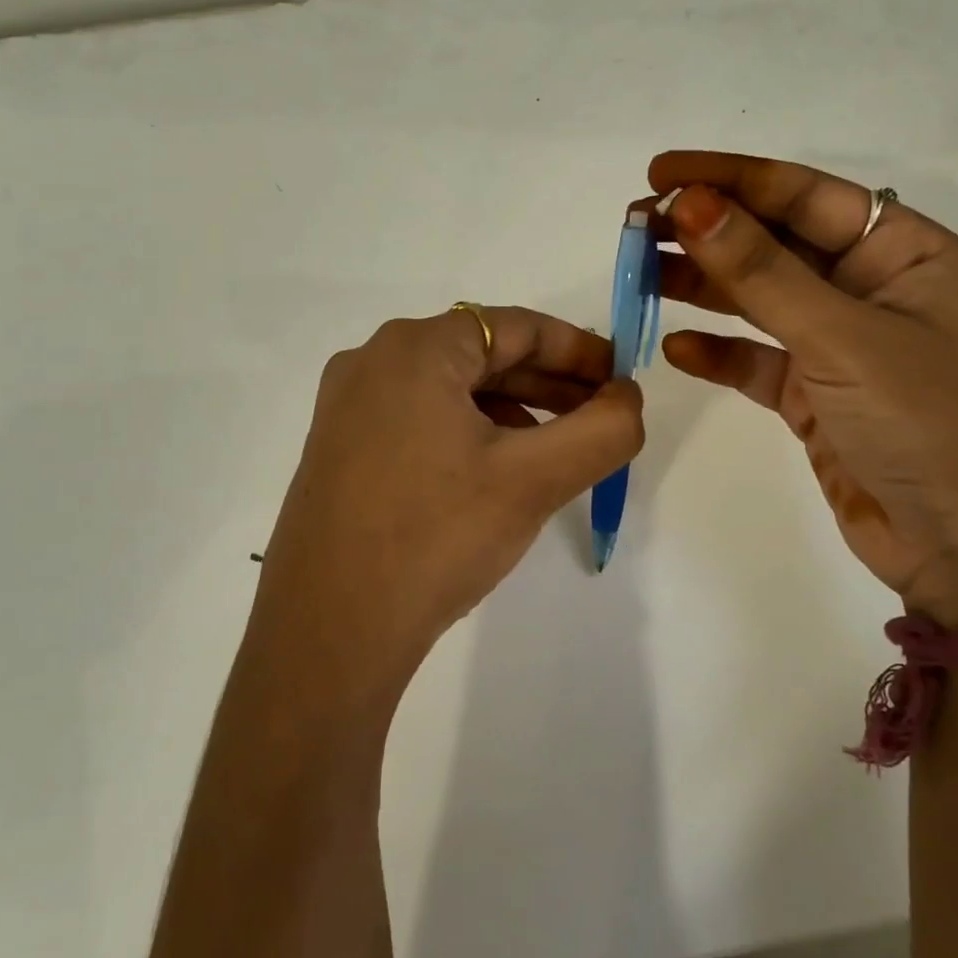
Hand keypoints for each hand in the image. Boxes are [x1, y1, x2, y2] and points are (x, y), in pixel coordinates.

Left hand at [248, 307, 644, 710]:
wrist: (329, 629)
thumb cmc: (436, 536)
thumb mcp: (533, 480)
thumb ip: (602, 429)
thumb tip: (627, 397)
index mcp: (414, 348)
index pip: (515, 327)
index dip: (578, 349)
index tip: (621, 380)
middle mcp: (372, 361)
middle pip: (480, 354)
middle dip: (547, 382)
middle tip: (600, 415)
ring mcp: (347, 406)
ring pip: (449, 389)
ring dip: (511, 409)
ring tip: (556, 447)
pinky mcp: (338, 448)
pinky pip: (418, 418)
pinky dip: (467, 431)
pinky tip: (495, 471)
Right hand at [650, 151, 957, 626]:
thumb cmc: (929, 425)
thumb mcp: (843, 338)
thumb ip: (761, 272)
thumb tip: (691, 205)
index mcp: (907, 254)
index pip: (806, 196)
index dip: (731, 178)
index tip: (661, 175)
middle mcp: (875, 290)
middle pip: (777, 244)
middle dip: (708, 231)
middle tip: (637, 224)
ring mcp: (844, 346)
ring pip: (760, 300)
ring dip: (702, 285)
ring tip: (639, 271)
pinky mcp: (817, 397)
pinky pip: (757, 361)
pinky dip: (718, 353)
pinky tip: (675, 347)